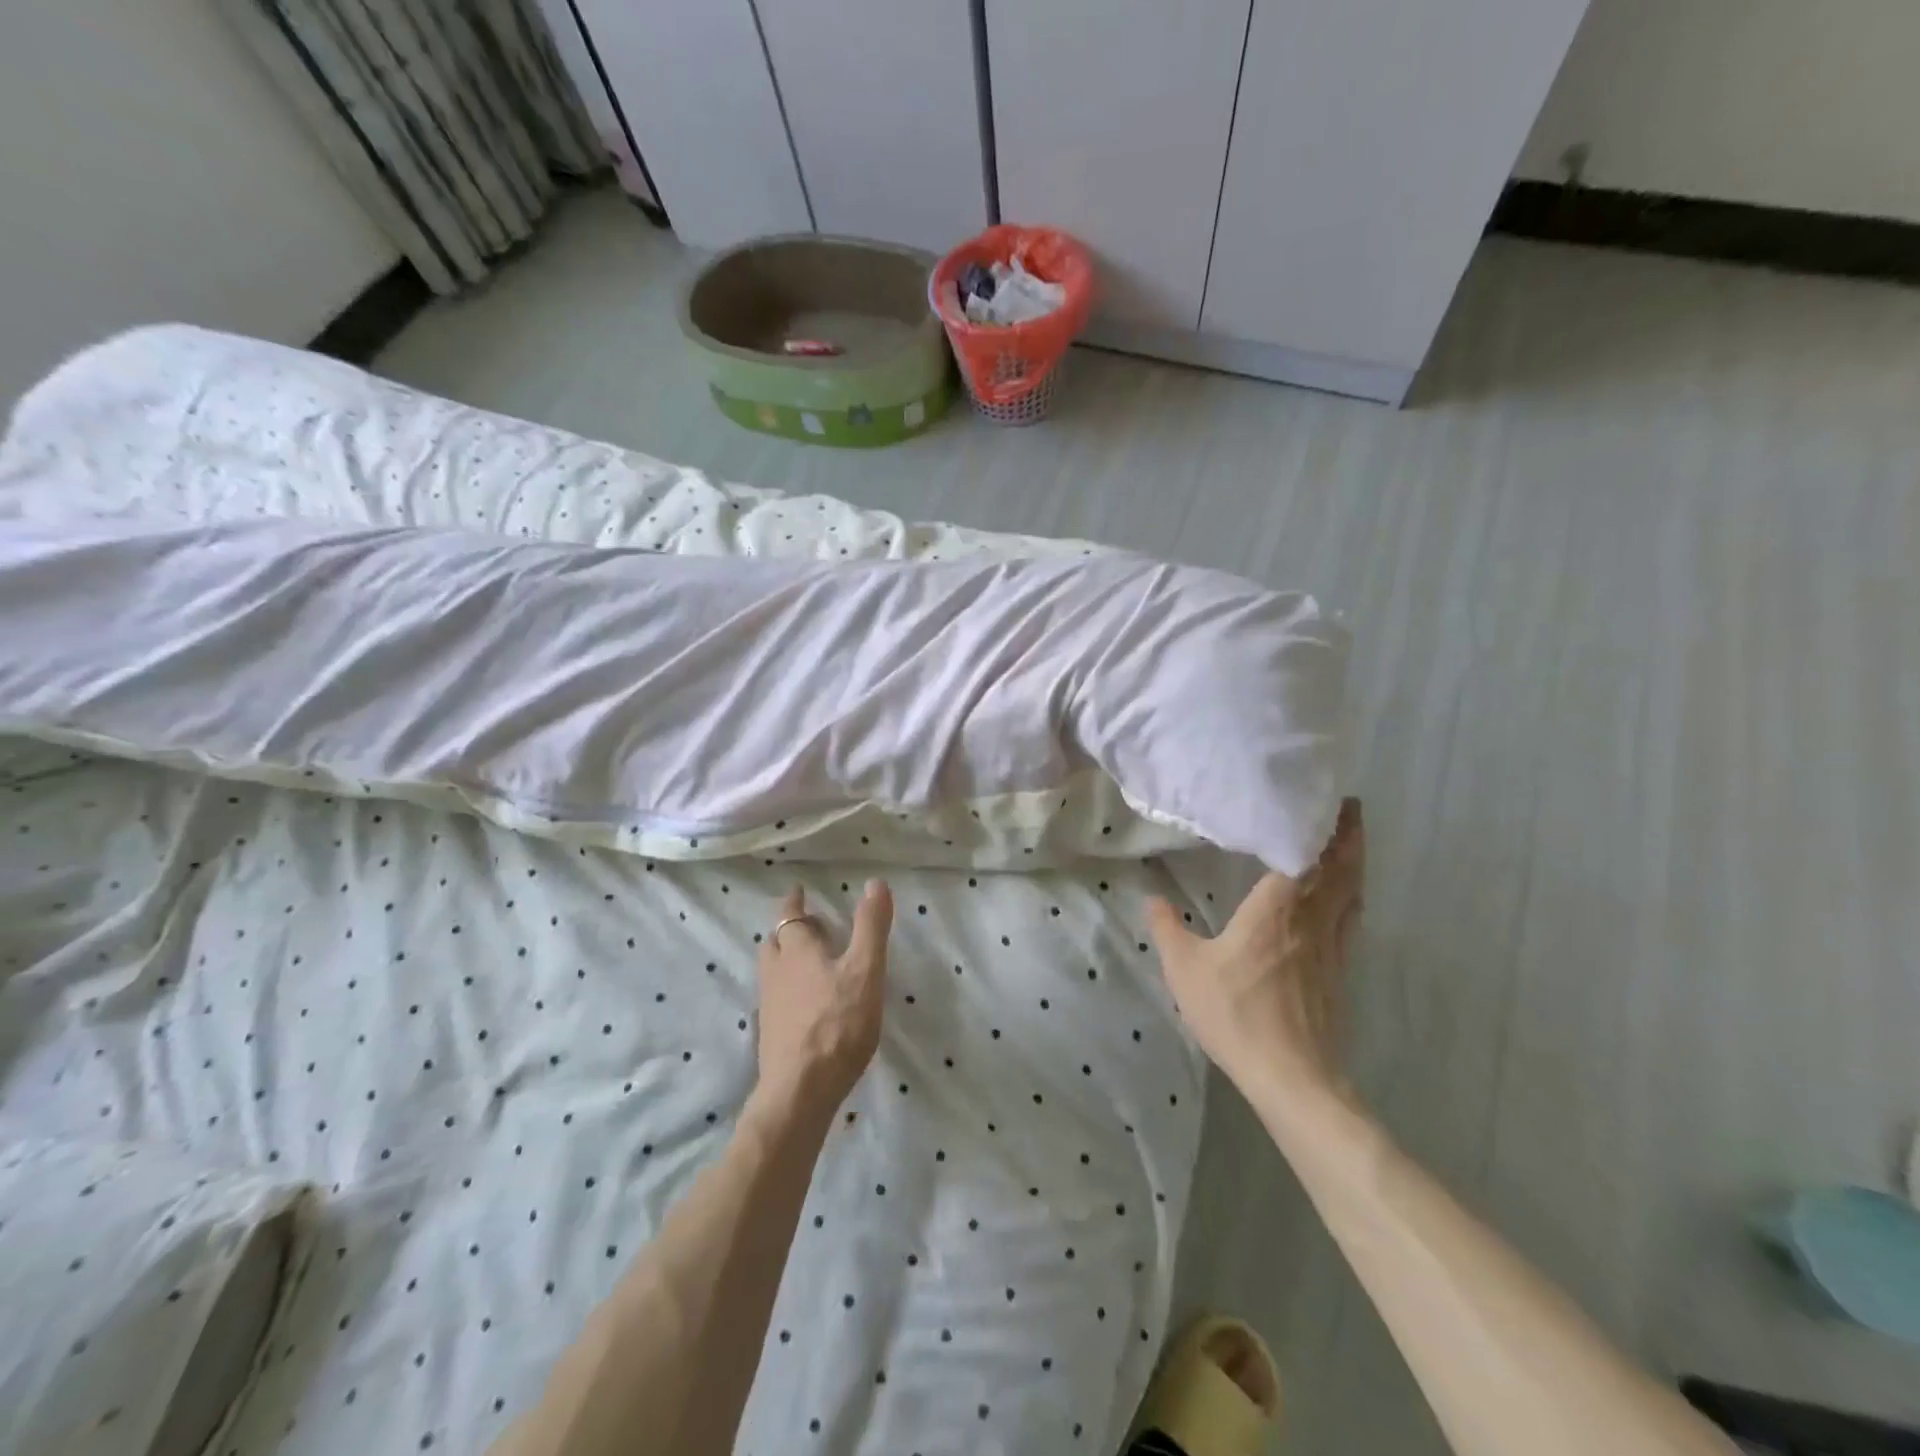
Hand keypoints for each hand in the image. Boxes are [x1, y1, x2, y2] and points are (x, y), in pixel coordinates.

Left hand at [754, 881, 893, 1115]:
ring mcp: (770, 1005)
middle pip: (776, 942)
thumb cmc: (837, 1024)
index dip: (794, 901)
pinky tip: (808, 1004)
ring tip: (810, 963)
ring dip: (787, 959)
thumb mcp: (865, 970)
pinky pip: (777, 998)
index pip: (789, 915)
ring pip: (773, 970)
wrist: (800, 1091)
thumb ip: (871, 927)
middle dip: (790, 930)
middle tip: (811, 927)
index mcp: (797, 951)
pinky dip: (789, 989)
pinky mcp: (771, 1034)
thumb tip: (876, 882)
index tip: (798, 891)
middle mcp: (776, 972)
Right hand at [1145, 799, 1363, 1101]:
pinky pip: (1350, 920)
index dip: (1322, 828)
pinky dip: (1352, 897)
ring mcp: (1332, 948)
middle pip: (1341, 870)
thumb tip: (1153, 898)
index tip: (1330, 801)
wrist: (1291, 1077)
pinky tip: (1344, 902)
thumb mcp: (1185, 969)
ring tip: (1350, 843)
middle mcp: (1311, 920)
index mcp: (1276, 910)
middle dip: (1349, 837)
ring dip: (1355, 864)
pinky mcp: (1340, 973)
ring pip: (1352, 894)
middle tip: (1349, 808)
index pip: (1307, 857)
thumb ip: (1167, 929)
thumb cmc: (1235, 1013)